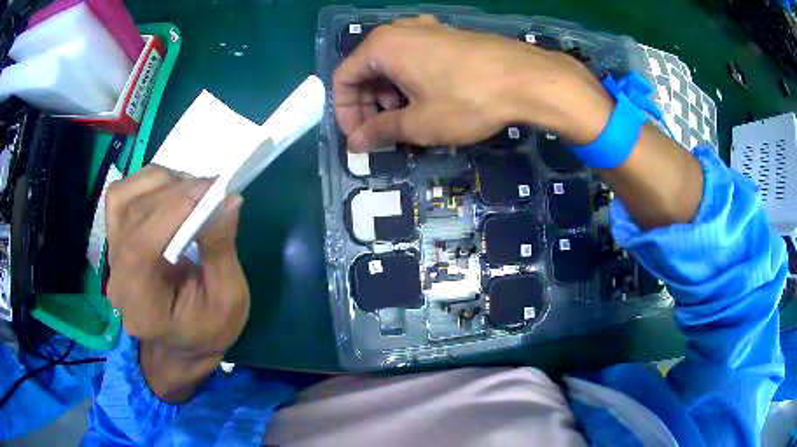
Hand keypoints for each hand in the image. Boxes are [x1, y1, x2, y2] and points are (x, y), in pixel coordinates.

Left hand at [105, 166, 247, 400]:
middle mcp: (118, 279)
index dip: (171, 210)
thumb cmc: (207, 330)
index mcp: (143, 307)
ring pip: (123, 198)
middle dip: (174, 192)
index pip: (140, 248)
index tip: (210, 189)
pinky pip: (121, 197)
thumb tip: (228, 198)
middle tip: (212, 189)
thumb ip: (221, 250)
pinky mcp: (116, 240)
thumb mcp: (228, 300)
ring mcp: (112, 256)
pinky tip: (171, 191)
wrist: (181, 345)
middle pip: (133, 216)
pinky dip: (146, 183)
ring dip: (160, 183)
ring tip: (192, 191)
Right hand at [333, 15, 613, 150]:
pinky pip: (415, 56)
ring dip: (389, 93)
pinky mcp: (447, 35)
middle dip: (368, 104)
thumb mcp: (418, 123)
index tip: (358, 137)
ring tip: (408, 117)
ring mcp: (426, 29)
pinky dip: (410, 80)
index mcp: (381, 47)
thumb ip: (380, 131)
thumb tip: (355, 143)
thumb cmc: (467, 100)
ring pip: (391, 63)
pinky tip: (428, 98)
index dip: (345, 112)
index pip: (343, 79)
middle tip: (383, 131)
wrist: (527, 79)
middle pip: (366, 69)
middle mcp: (398, 30)